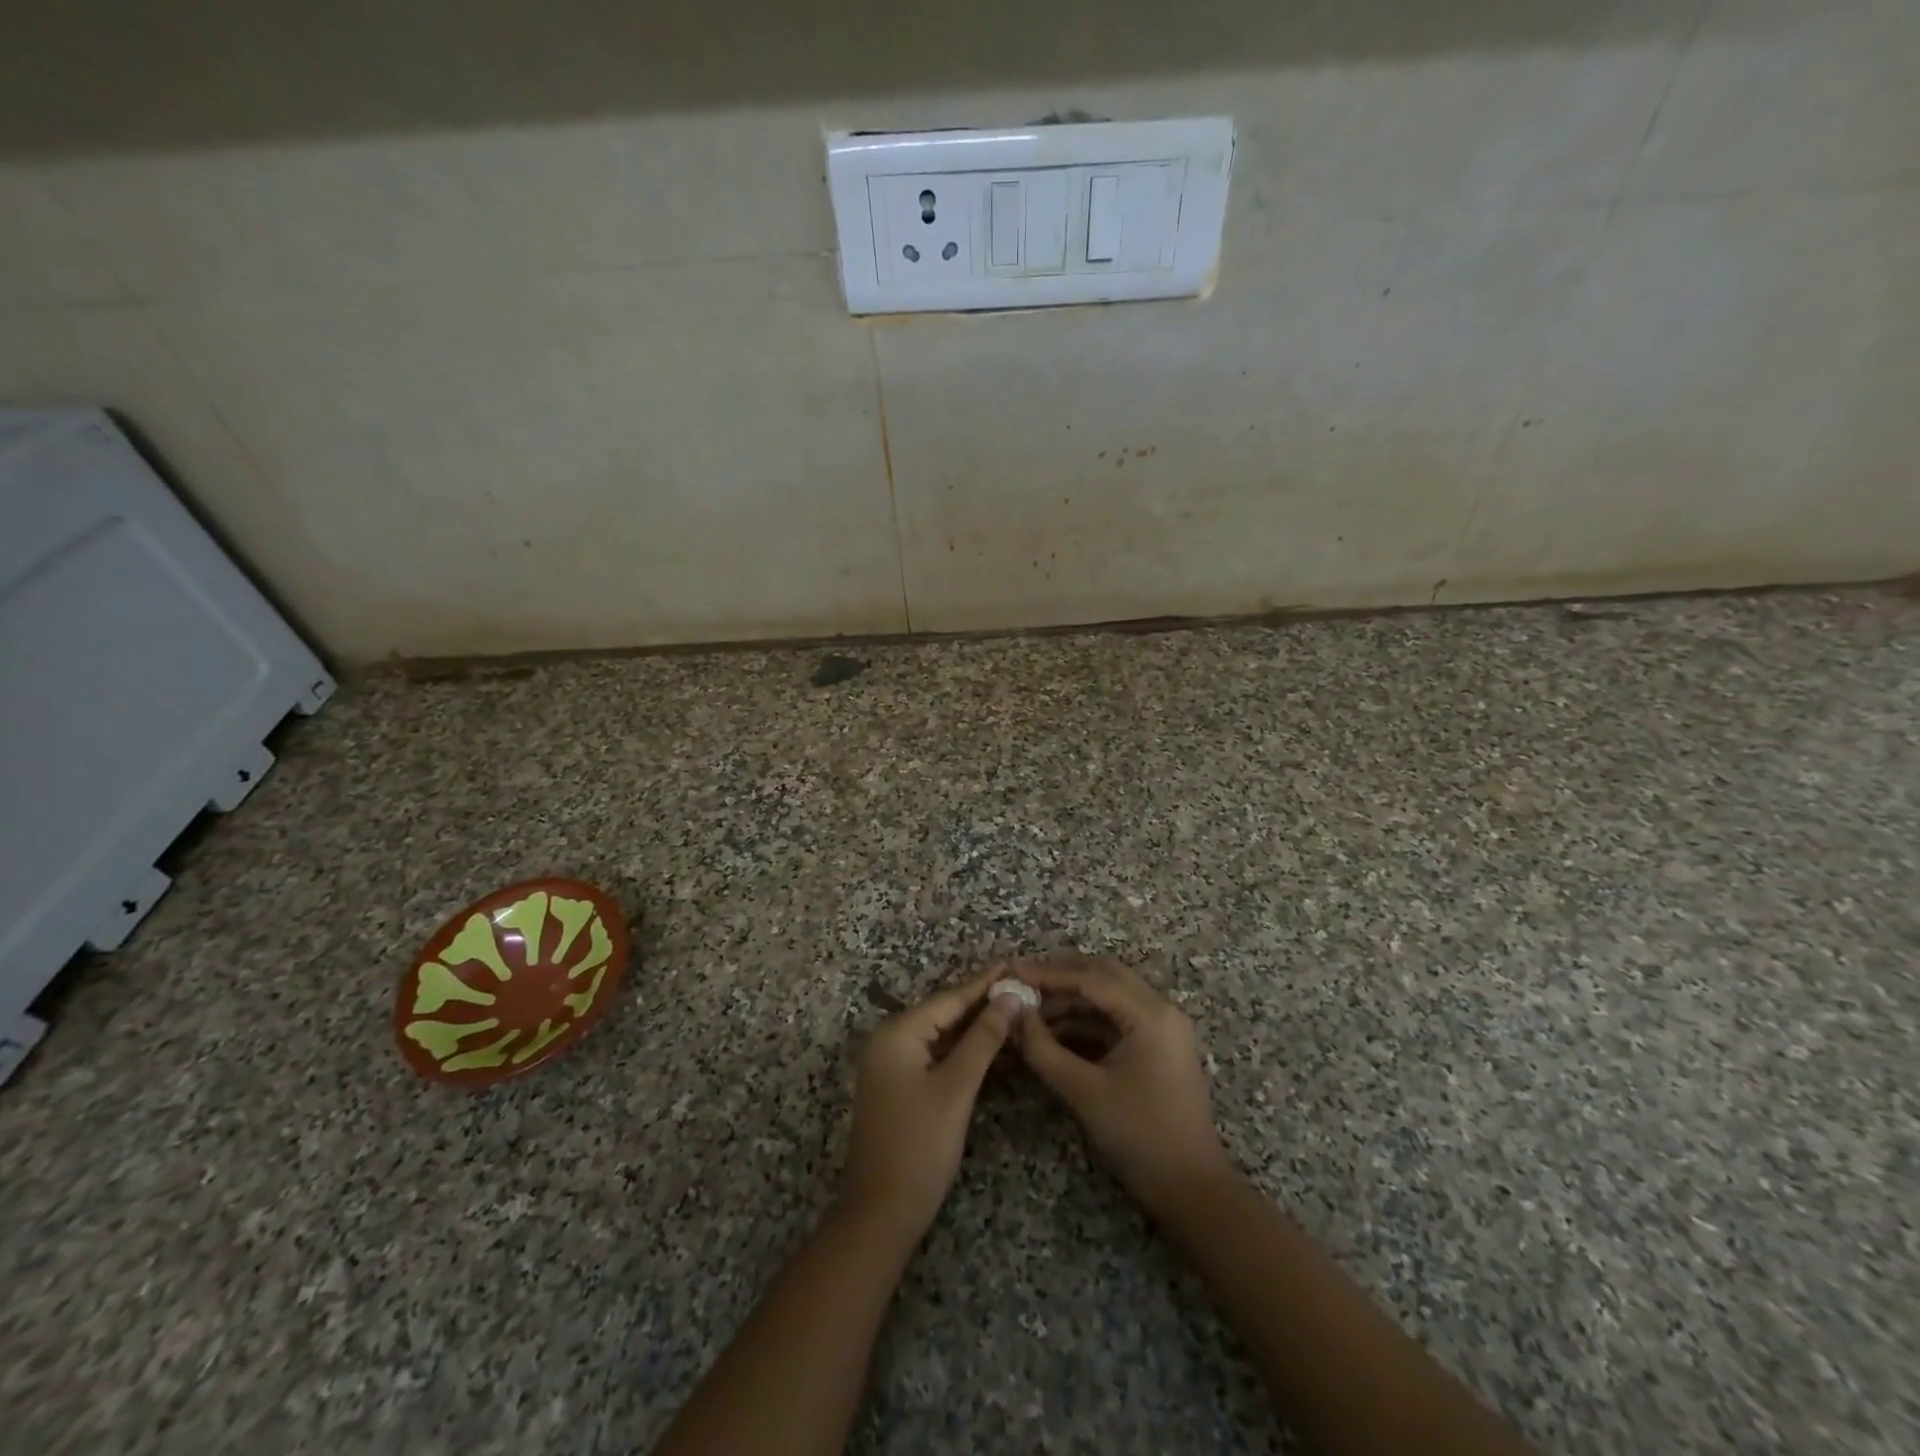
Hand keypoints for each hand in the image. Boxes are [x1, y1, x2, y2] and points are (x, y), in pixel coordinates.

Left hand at [840, 968, 1026, 1240]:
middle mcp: (890, 1041)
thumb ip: (983, 1039)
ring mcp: (893, 1066)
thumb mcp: (956, 1088)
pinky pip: (937, 1058)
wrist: (881, 1213)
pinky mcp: (901, 1088)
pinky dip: (965, 1054)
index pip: (948, 999)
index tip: (1012, 963)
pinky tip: (996, 1050)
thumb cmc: (919, 1146)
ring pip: (942, 1037)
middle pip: (944, 1014)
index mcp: (897, 1033)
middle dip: (982, 1004)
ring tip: (1016, 1013)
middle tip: (1021, 988)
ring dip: (977, 1030)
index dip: (983, 983)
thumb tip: (1010, 997)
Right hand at [1013, 953, 1231, 1214]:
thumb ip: (1043, 1049)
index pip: (1091, 977)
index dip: (1048, 973)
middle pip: (1103, 975)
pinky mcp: (1155, 1047)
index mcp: (1150, 1013)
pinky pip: (1114, 1020)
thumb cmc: (1139, 1136)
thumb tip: (1013, 1015)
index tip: (1012, 972)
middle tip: (1021, 982)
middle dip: (1060, 976)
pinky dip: (1084, 1021)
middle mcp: (1159, 1009)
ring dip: (1070, 1000)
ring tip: (1030, 1012)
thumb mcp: (1083, 1091)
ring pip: (1108, 996)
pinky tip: (1052, 1032)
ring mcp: (1160, 1028)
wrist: (1191, 1190)